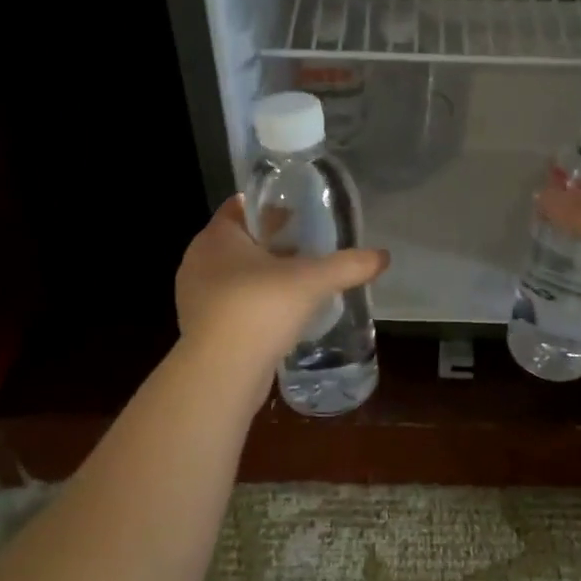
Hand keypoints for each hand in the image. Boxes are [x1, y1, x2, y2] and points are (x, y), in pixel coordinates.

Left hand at [175, 195, 388, 377]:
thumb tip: (383, 256)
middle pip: (240, 241)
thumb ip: (347, 265)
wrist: (219, 374)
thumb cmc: (258, 309)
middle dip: (272, 242)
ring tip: (300, 281)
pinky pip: (233, 305)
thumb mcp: (311, 282)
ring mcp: (196, 297)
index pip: (241, 206)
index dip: (270, 206)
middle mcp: (199, 261)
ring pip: (236, 275)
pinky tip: (282, 315)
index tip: (298, 212)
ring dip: (264, 276)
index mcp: (217, 237)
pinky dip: (256, 304)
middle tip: (308, 246)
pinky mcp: (202, 329)